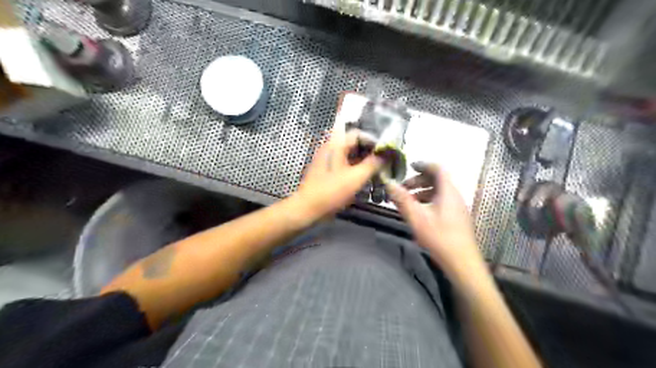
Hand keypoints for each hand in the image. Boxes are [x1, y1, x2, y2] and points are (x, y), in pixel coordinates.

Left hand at [297, 128, 381, 218]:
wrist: (308, 208)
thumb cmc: (331, 192)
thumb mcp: (356, 178)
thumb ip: (373, 164)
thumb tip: (386, 154)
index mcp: (336, 144)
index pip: (359, 133)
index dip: (374, 141)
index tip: (386, 152)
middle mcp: (331, 147)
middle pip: (354, 143)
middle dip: (370, 152)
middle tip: (384, 162)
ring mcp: (328, 159)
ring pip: (350, 155)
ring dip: (364, 161)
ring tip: (377, 171)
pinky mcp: (327, 170)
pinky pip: (344, 164)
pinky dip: (355, 168)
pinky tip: (365, 178)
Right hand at [386, 162, 485, 277]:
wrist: (462, 263)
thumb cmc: (439, 237)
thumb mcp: (417, 218)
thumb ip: (402, 199)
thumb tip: (389, 183)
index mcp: (448, 191)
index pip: (438, 168)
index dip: (423, 164)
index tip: (409, 166)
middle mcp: (455, 196)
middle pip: (437, 180)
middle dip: (419, 180)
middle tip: (403, 188)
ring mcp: (457, 207)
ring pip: (439, 192)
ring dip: (423, 192)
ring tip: (408, 201)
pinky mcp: (457, 218)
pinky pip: (442, 201)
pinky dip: (429, 201)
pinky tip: (419, 213)